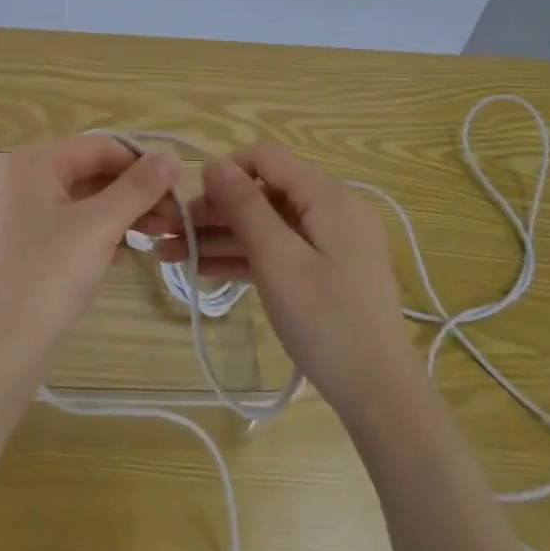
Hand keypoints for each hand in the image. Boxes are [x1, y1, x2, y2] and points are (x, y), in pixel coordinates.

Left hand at [0, 135, 180, 397]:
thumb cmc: (48, 276)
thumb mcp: (99, 226)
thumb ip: (137, 188)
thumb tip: (170, 157)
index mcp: (30, 162)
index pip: (99, 147)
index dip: (142, 165)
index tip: (179, 190)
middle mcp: (16, 178)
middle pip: (89, 172)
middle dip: (134, 194)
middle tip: (174, 220)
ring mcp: (13, 213)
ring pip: (79, 201)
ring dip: (120, 215)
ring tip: (157, 237)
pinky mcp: (16, 244)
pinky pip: (64, 225)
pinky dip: (95, 233)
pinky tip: (123, 255)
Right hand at [157, 145, 418, 423]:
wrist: (378, 392)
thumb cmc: (325, 319)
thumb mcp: (277, 259)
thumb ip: (245, 207)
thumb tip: (214, 164)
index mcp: (328, 196)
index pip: (267, 159)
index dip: (225, 171)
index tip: (188, 199)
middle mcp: (332, 209)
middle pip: (264, 194)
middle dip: (216, 210)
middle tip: (170, 233)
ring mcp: (331, 242)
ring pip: (267, 226)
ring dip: (222, 237)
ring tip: (172, 254)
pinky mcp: (327, 270)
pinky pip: (279, 251)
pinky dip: (245, 257)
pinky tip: (203, 269)